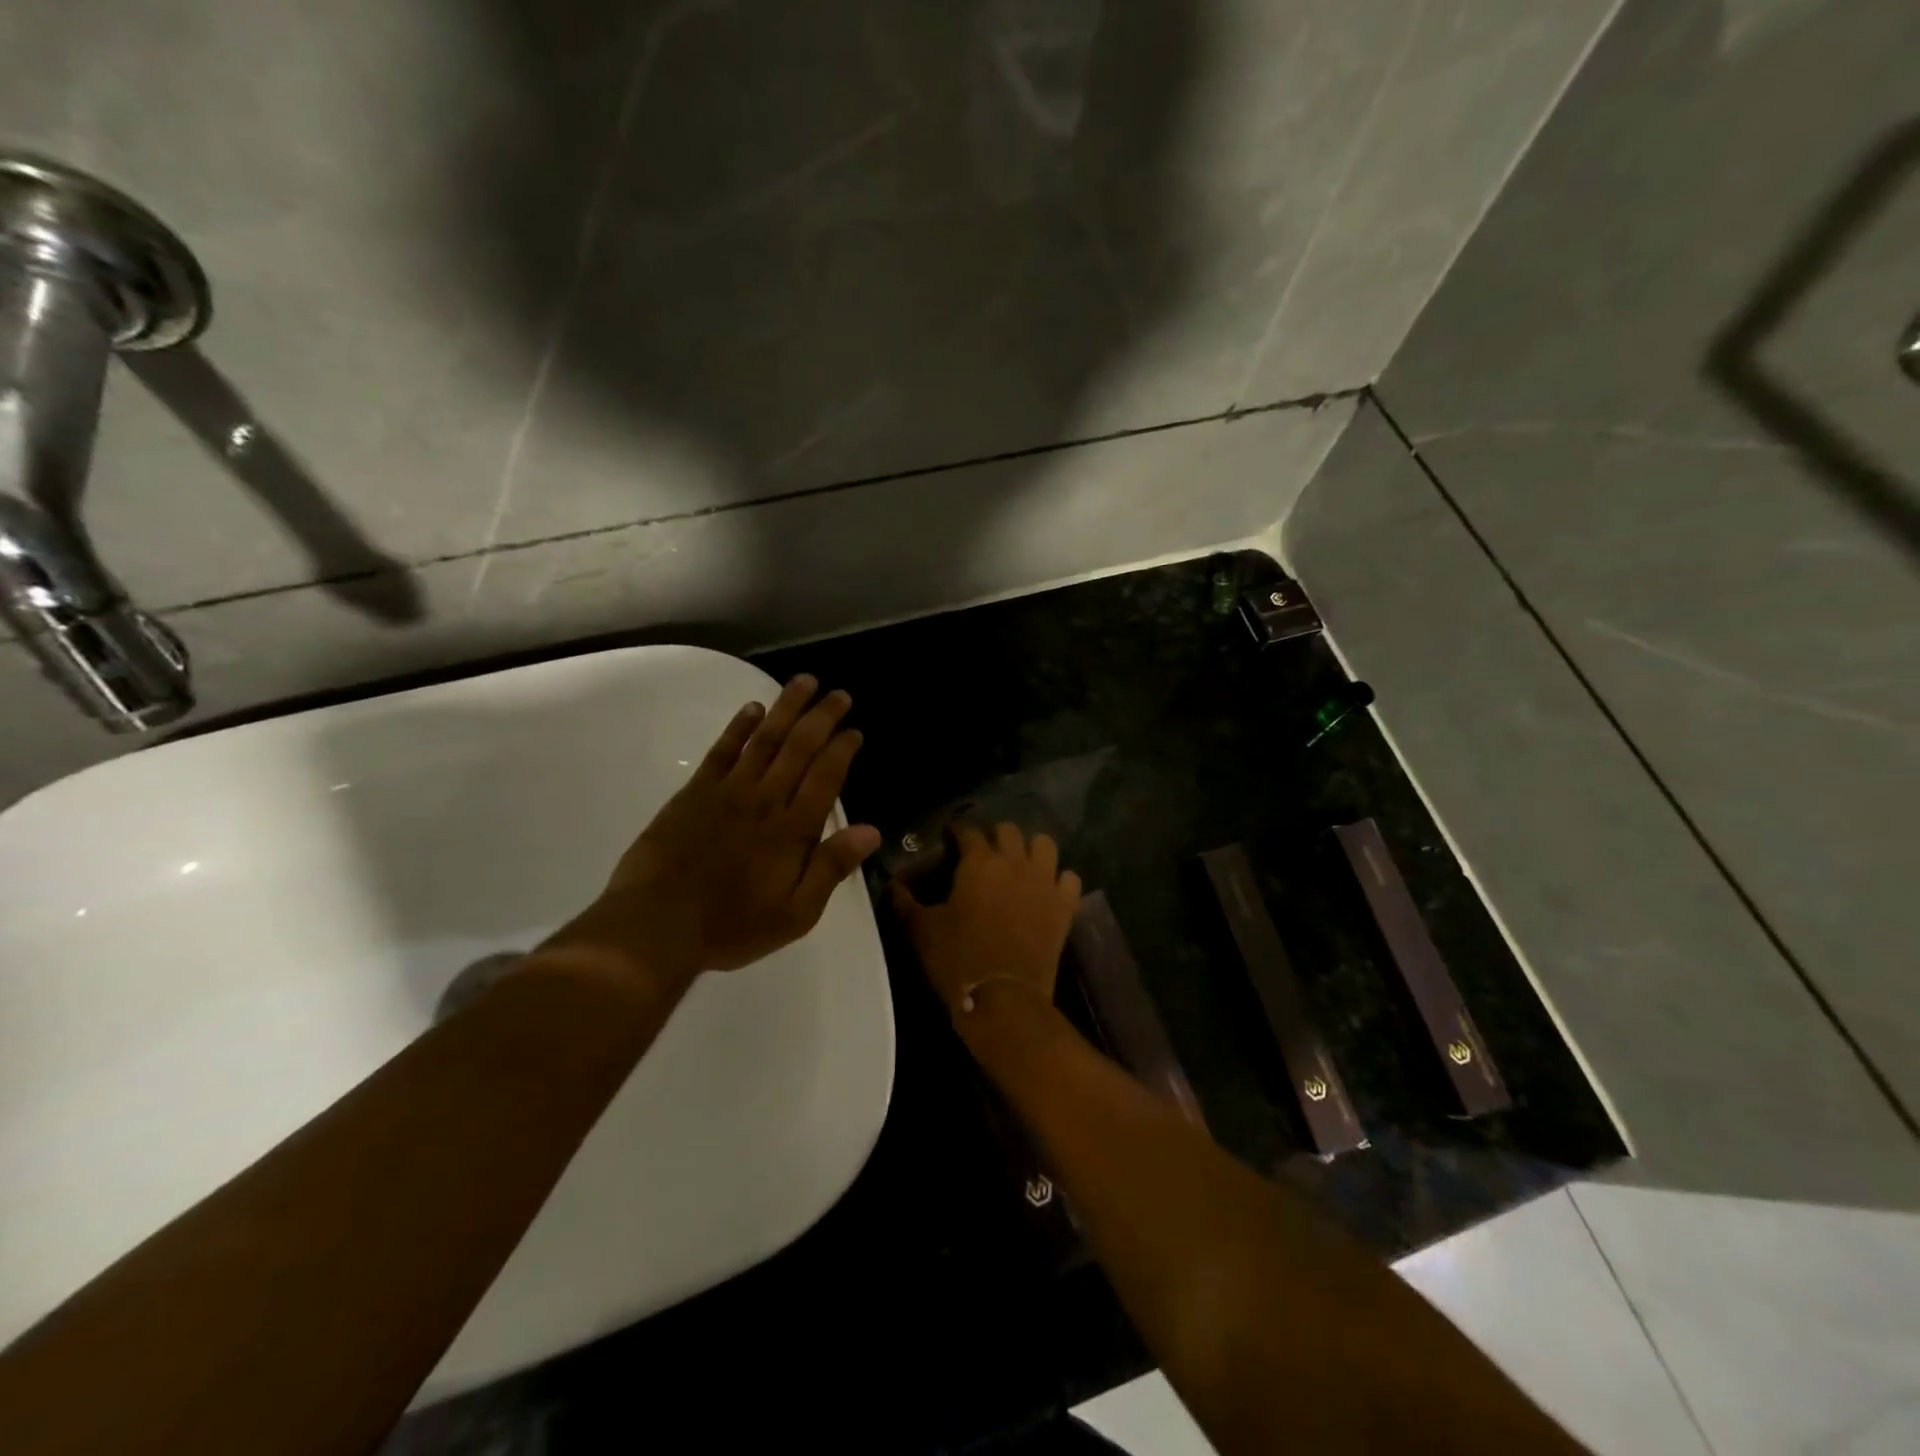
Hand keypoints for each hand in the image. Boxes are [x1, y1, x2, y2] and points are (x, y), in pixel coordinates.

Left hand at [540, 674, 882, 988]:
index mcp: (793, 829)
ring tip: (804, 682)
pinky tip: (753, 708)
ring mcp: (728, 791)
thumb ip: (831, 868)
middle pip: (799, 747)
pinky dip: (740, 727)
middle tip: (839, 694)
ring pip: (765, 739)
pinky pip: (723, 750)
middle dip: (822, 717)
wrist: (656, 925)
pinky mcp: (695, 792)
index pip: (826, 777)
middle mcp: (765, 799)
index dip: (842, 749)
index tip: (855, 730)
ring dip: (786, 708)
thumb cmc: (732, 925)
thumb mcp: (796, 913)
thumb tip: (872, 831)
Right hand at [891, 822, 1081, 1015]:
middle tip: (983, 853)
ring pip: (1044, 844)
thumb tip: (892, 885)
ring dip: (1030, 848)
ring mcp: (1044, 882)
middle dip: (994, 836)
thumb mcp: (922, 930)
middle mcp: (1014, 862)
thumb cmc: (958, 959)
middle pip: (1008, 830)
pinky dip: (1059, 879)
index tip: (949, 838)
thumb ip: (905, 903)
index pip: (968, 830)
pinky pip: (1069, 878)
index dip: (957, 831)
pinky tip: (1047, 889)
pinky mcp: (1064, 905)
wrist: (1004, 998)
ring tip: (1019, 864)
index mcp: (978, 862)